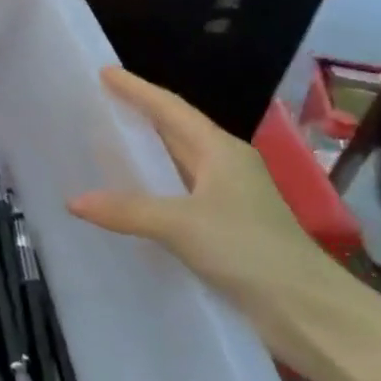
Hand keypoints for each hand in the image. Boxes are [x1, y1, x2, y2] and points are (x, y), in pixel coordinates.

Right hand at [68, 68, 354, 367]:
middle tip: (99, 102)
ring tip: (106, 143)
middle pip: (175, 129)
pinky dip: (151, 186)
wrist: (306, 308)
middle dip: (139, 114)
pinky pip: (178, 192)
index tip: (105, 72)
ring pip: (177, 161)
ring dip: (145, 151)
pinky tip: (129, 196)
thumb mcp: (181, 225)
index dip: (137, 89)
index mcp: (220, 150)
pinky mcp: (225, 225)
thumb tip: (73, 201)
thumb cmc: (248, 250)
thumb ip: (126, 210)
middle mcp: (225, 165)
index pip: (170, 108)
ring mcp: (227, 196)